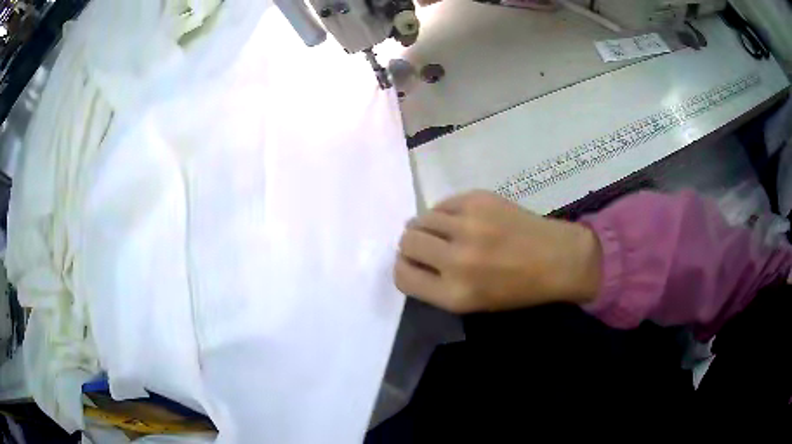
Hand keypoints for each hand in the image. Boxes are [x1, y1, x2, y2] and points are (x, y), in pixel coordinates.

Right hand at [394, 191, 600, 312]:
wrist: (558, 259)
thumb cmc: (517, 289)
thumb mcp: (472, 302)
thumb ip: (436, 285)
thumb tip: (409, 258)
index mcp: (455, 294)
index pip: (402, 276)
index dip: (404, 268)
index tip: (414, 264)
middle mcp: (457, 260)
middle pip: (406, 242)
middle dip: (412, 245)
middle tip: (429, 246)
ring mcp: (468, 225)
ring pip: (420, 219)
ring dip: (427, 226)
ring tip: (446, 232)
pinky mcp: (478, 199)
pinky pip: (442, 204)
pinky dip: (445, 213)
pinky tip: (463, 220)